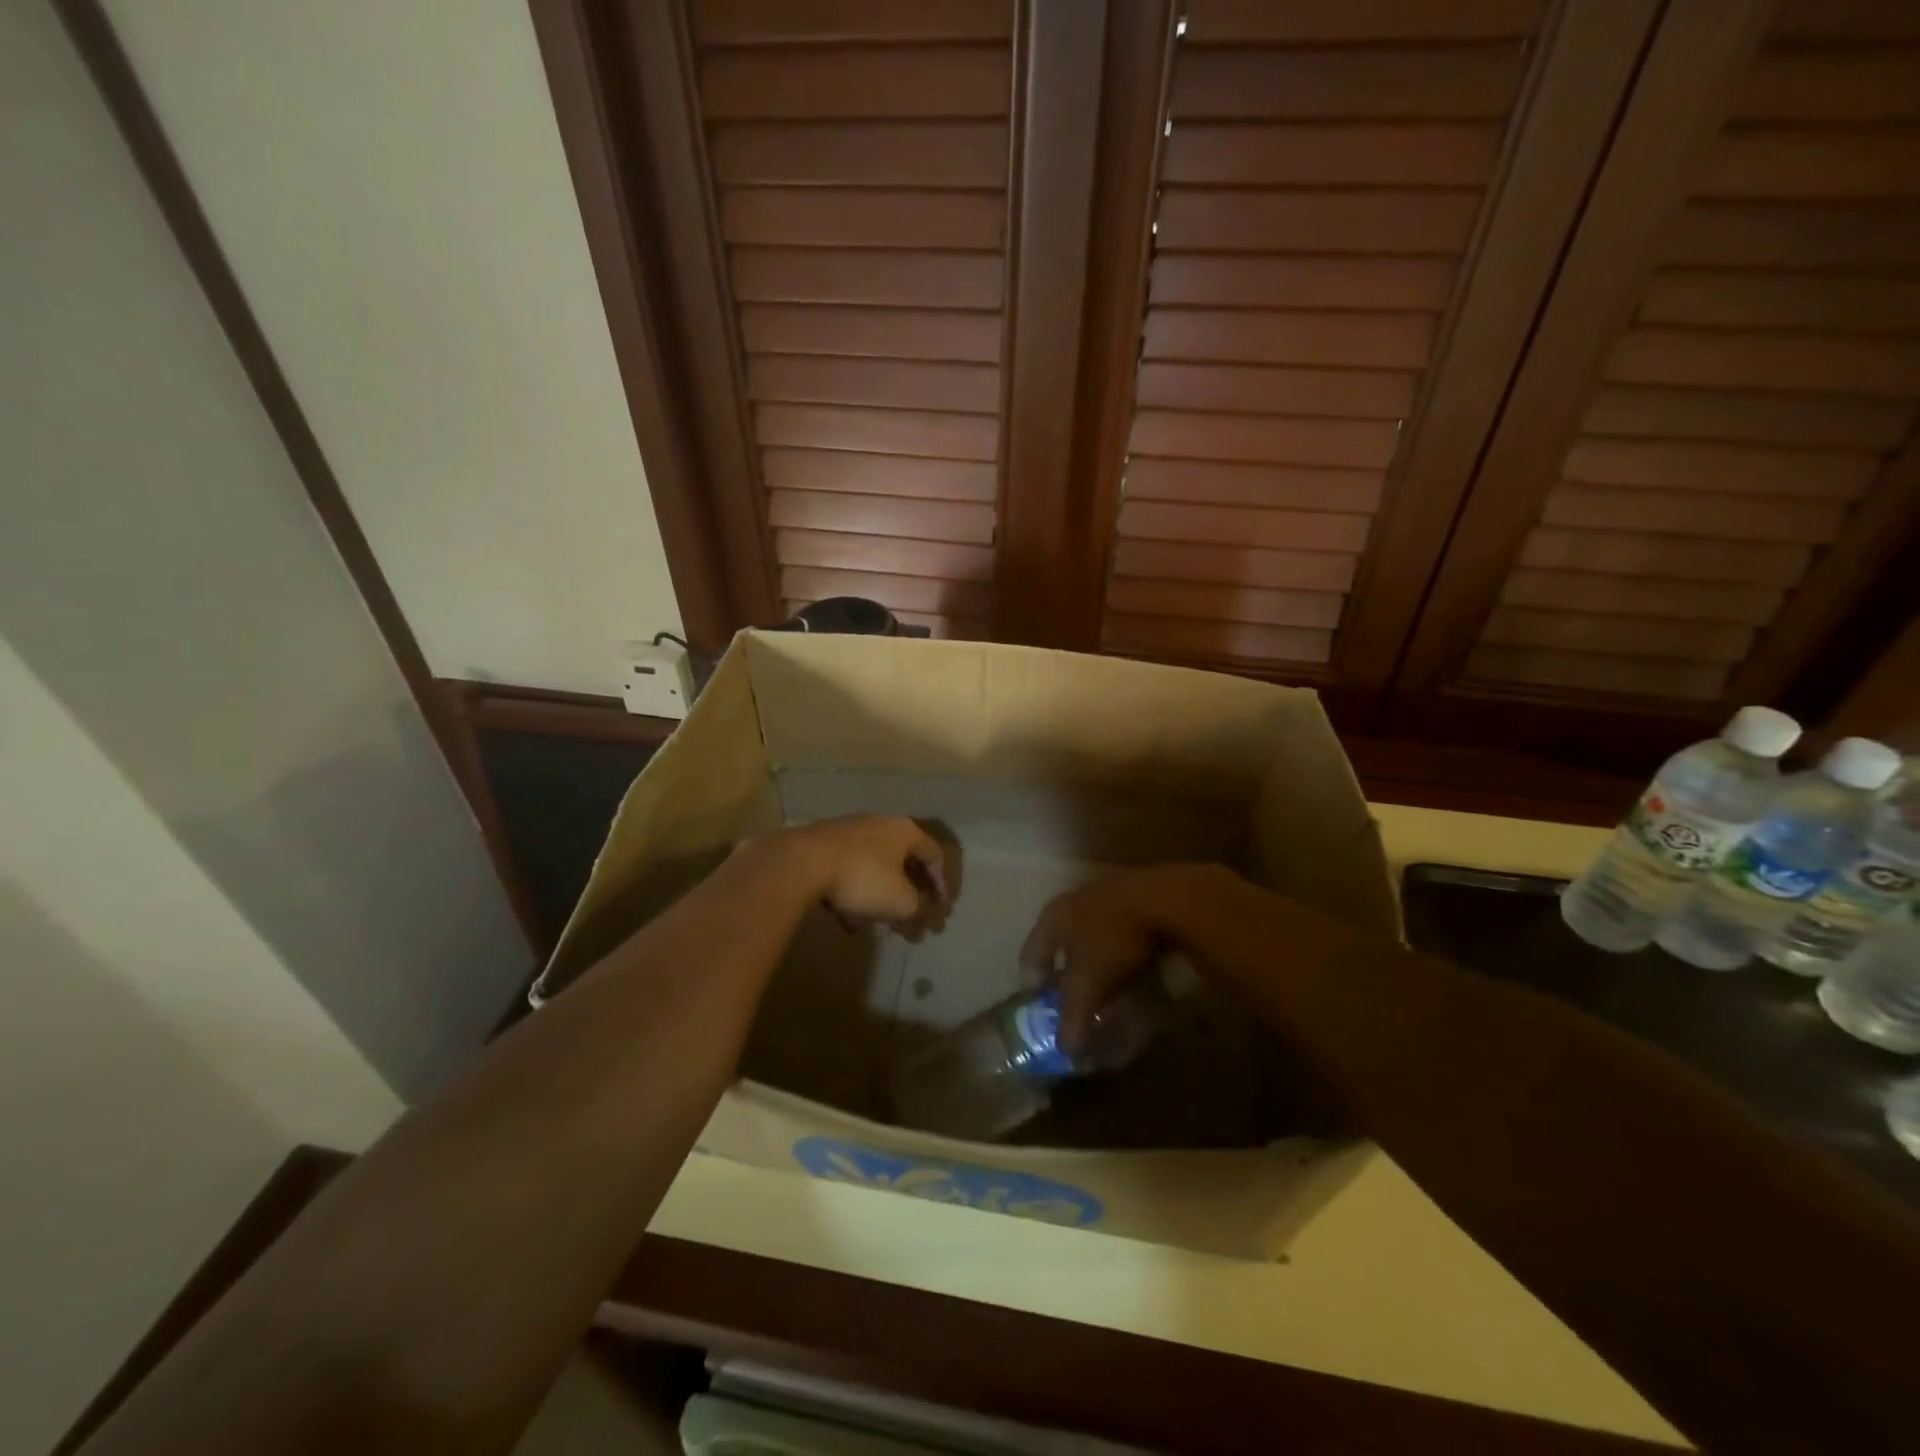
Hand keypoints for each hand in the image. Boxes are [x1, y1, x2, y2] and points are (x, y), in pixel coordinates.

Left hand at [780, 814, 948, 927]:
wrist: (802, 863)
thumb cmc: (863, 877)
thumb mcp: (901, 901)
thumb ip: (918, 909)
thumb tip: (920, 915)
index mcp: (905, 831)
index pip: (935, 855)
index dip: (942, 885)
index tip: (941, 911)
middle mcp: (880, 824)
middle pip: (904, 861)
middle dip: (910, 895)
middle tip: (912, 920)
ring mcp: (848, 832)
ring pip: (875, 868)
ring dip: (881, 896)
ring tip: (879, 924)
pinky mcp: (822, 844)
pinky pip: (848, 872)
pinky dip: (855, 894)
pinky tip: (848, 920)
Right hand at [1021, 863, 1226, 1054]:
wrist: (1168, 900)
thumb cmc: (1112, 939)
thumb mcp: (1088, 984)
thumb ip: (1073, 1018)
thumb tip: (1067, 1052)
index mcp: (1054, 915)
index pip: (1031, 952)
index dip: (1033, 980)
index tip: (1039, 1003)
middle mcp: (1076, 901)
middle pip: (1063, 942)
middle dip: (1067, 972)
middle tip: (1072, 998)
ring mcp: (1110, 896)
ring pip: (1094, 937)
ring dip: (1098, 963)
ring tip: (1106, 989)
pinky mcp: (1141, 899)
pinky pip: (1123, 935)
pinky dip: (1124, 955)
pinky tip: (1136, 973)